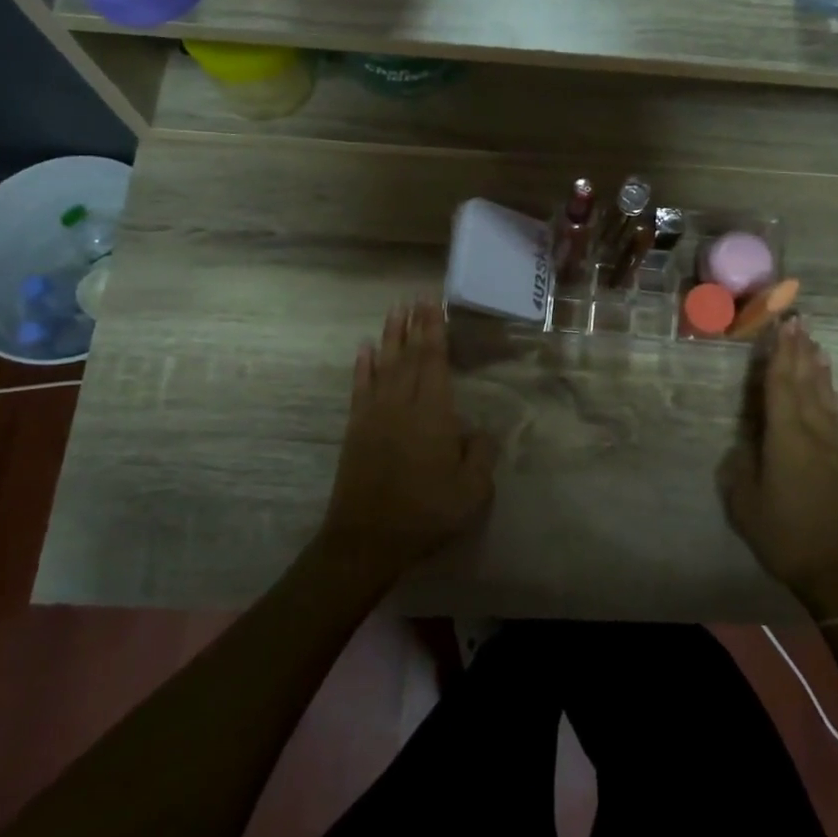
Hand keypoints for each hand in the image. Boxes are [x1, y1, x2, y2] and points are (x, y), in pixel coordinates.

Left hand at [320, 302, 497, 589]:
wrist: (368, 538)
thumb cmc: (426, 512)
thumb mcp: (473, 489)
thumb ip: (481, 453)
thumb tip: (479, 430)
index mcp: (433, 412)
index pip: (433, 360)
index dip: (434, 330)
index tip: (432, 304)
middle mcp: (402, 403)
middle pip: (408, 355)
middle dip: (414, 325)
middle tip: (415, 297)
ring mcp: (375, 414)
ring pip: (384, 365)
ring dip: (390, 337)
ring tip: (394, 311)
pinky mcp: (356, 429)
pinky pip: (360, 388)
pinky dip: (362, 366)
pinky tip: (365, 349)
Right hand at [719, 319, 837, 616]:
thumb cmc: (785, 537)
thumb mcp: (745, 504)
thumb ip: (741, 467)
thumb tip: (745, 444)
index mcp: (786, 438)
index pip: (781, 386)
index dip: (779, 353)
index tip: (781, 325)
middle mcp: (813, 433)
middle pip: (805, 382)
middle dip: (799, 350)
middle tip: (798, 320)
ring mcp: (834, 446)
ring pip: (825, 396)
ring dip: (818, 367)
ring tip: (814, 343)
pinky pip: (836, 415)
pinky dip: (830, 393)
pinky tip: (829, 387)